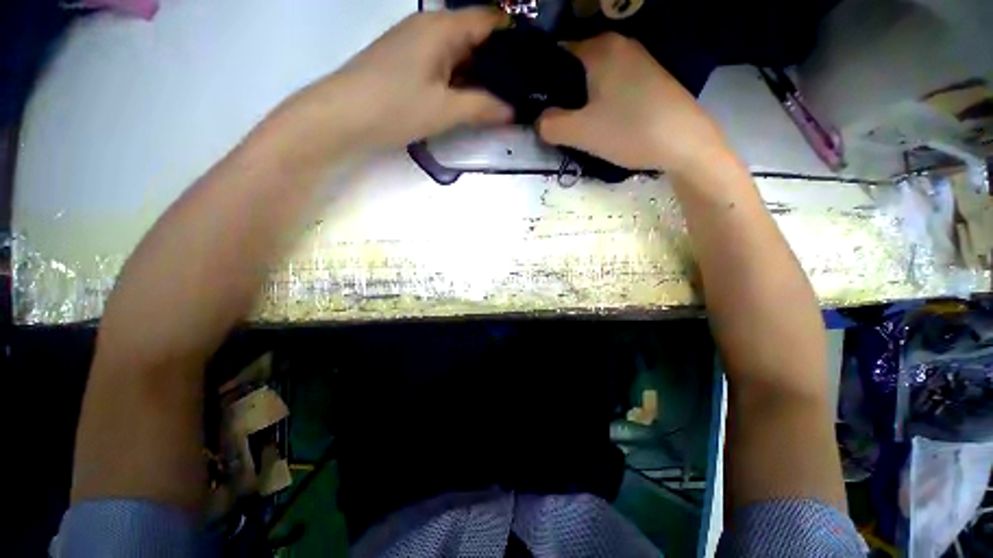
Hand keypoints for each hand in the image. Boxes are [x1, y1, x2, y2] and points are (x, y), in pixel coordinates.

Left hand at [283, 9, 512, 155]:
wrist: (343, 116)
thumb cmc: (396, 106)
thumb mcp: (445, 110)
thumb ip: (482, 108)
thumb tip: (512, 110)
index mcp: (443, 27)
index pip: (489, 20)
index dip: (515, 39)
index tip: (534, 64)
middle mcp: (431, 27)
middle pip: (475, 37)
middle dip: (500, 62)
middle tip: (523, 89)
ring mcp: (417, 45)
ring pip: (460, 54)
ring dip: (481, 75)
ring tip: (504, 97)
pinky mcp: (408, 63)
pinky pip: (444, 66)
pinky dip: (461, 81)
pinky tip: (473, 99)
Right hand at [536, 33, 727, 174]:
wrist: (684, 143)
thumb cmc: (628, 131)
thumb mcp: (579, 133)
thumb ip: (549, 125)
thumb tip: (539, 120)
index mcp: (599, 48)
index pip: (556, 54)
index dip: (542, 81)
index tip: (537, 107)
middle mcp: (620, 44)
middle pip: (576, 67)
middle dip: (562, 94)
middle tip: (557, 123)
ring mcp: (638, 60)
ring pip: (595, 78)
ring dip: (582, 101)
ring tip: (579, 127)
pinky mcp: (650, 78)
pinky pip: (613, 86)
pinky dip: (602, 102)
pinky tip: (604, 123)